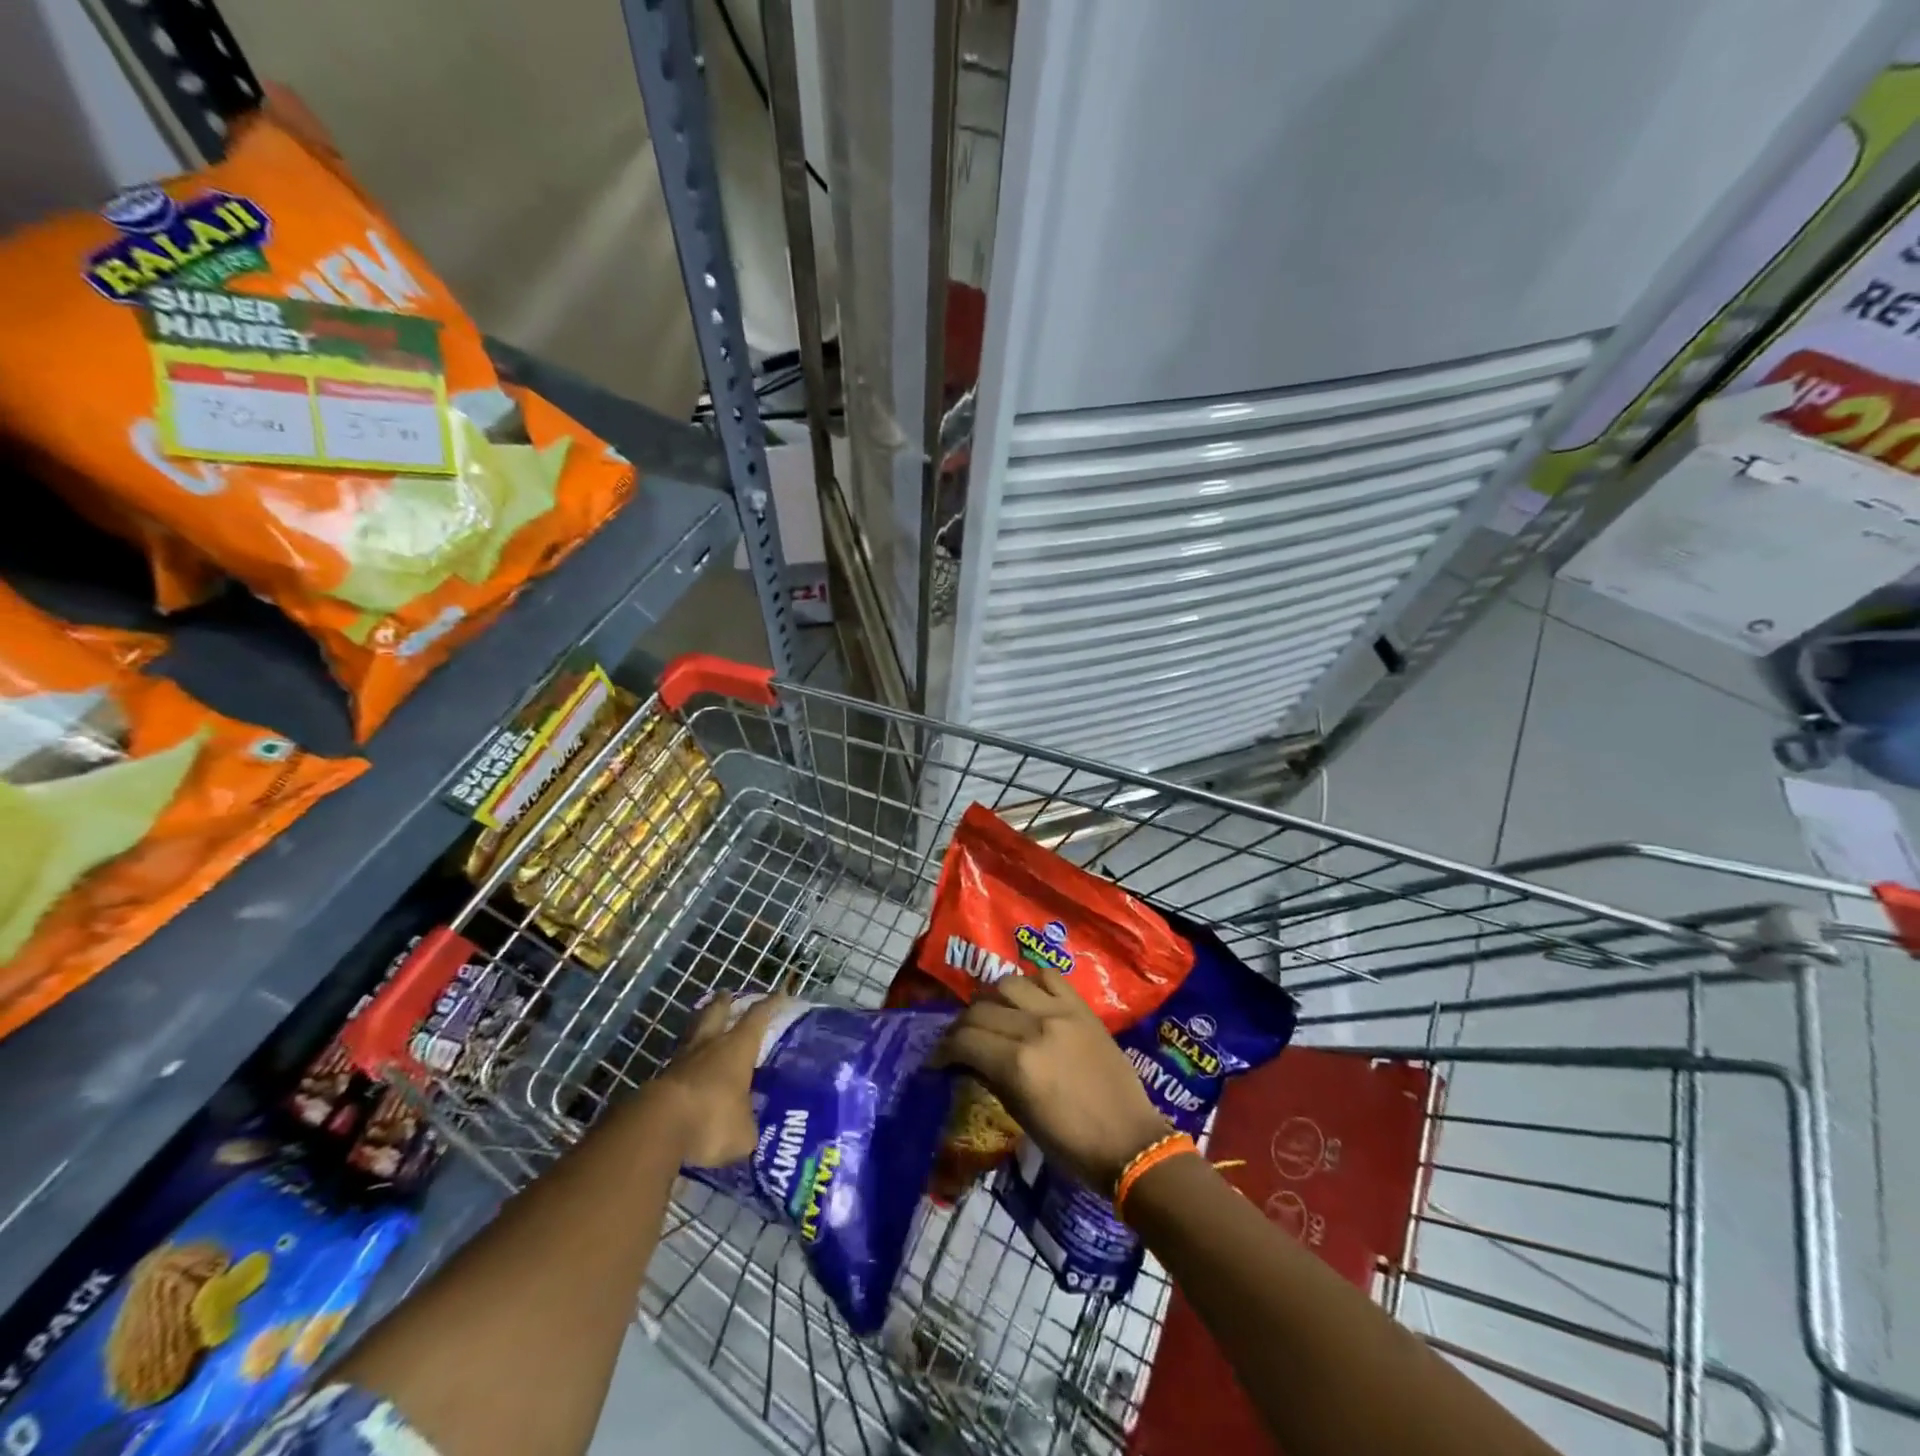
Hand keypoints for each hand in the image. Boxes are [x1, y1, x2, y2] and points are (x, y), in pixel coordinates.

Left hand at [654, 992, 783, 1166]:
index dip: (770, 1005)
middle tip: (727, 994)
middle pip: (716, 1013)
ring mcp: (681, 1062)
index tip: (780, 994)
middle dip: (723, 1003)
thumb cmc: (712, 1119)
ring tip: (704, 1025)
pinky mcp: (659, 1082)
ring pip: (693, 1035)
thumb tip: (748, 1130)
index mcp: (737, 1048)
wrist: (657, 1128)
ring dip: (700, 1028)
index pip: (758, 1017)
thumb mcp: (743, 1133)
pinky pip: (678, 1065)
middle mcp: (710, 1046)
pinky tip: (689, 1070)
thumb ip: (747, 1126)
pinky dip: (685, 1063)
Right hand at [935, 971, 1167, 1194]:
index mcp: (1018, 1064)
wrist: (1129, 1141)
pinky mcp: (1082, 1008)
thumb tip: (967, 1060)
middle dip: (961, 1026)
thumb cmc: (1072, 1144)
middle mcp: (1035, 1028)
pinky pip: (1048, 977)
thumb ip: (992, 1079)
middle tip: (959, 1041)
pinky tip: (1026, 1000)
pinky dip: (1030, 984)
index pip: (965, 1039)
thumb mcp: (1021, 1117)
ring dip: (991, 999)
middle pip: (981, 1010)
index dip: (943, 1049)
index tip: (937, 1060)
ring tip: (991, 1015)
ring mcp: (1061, 1013)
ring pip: (1009, 983)